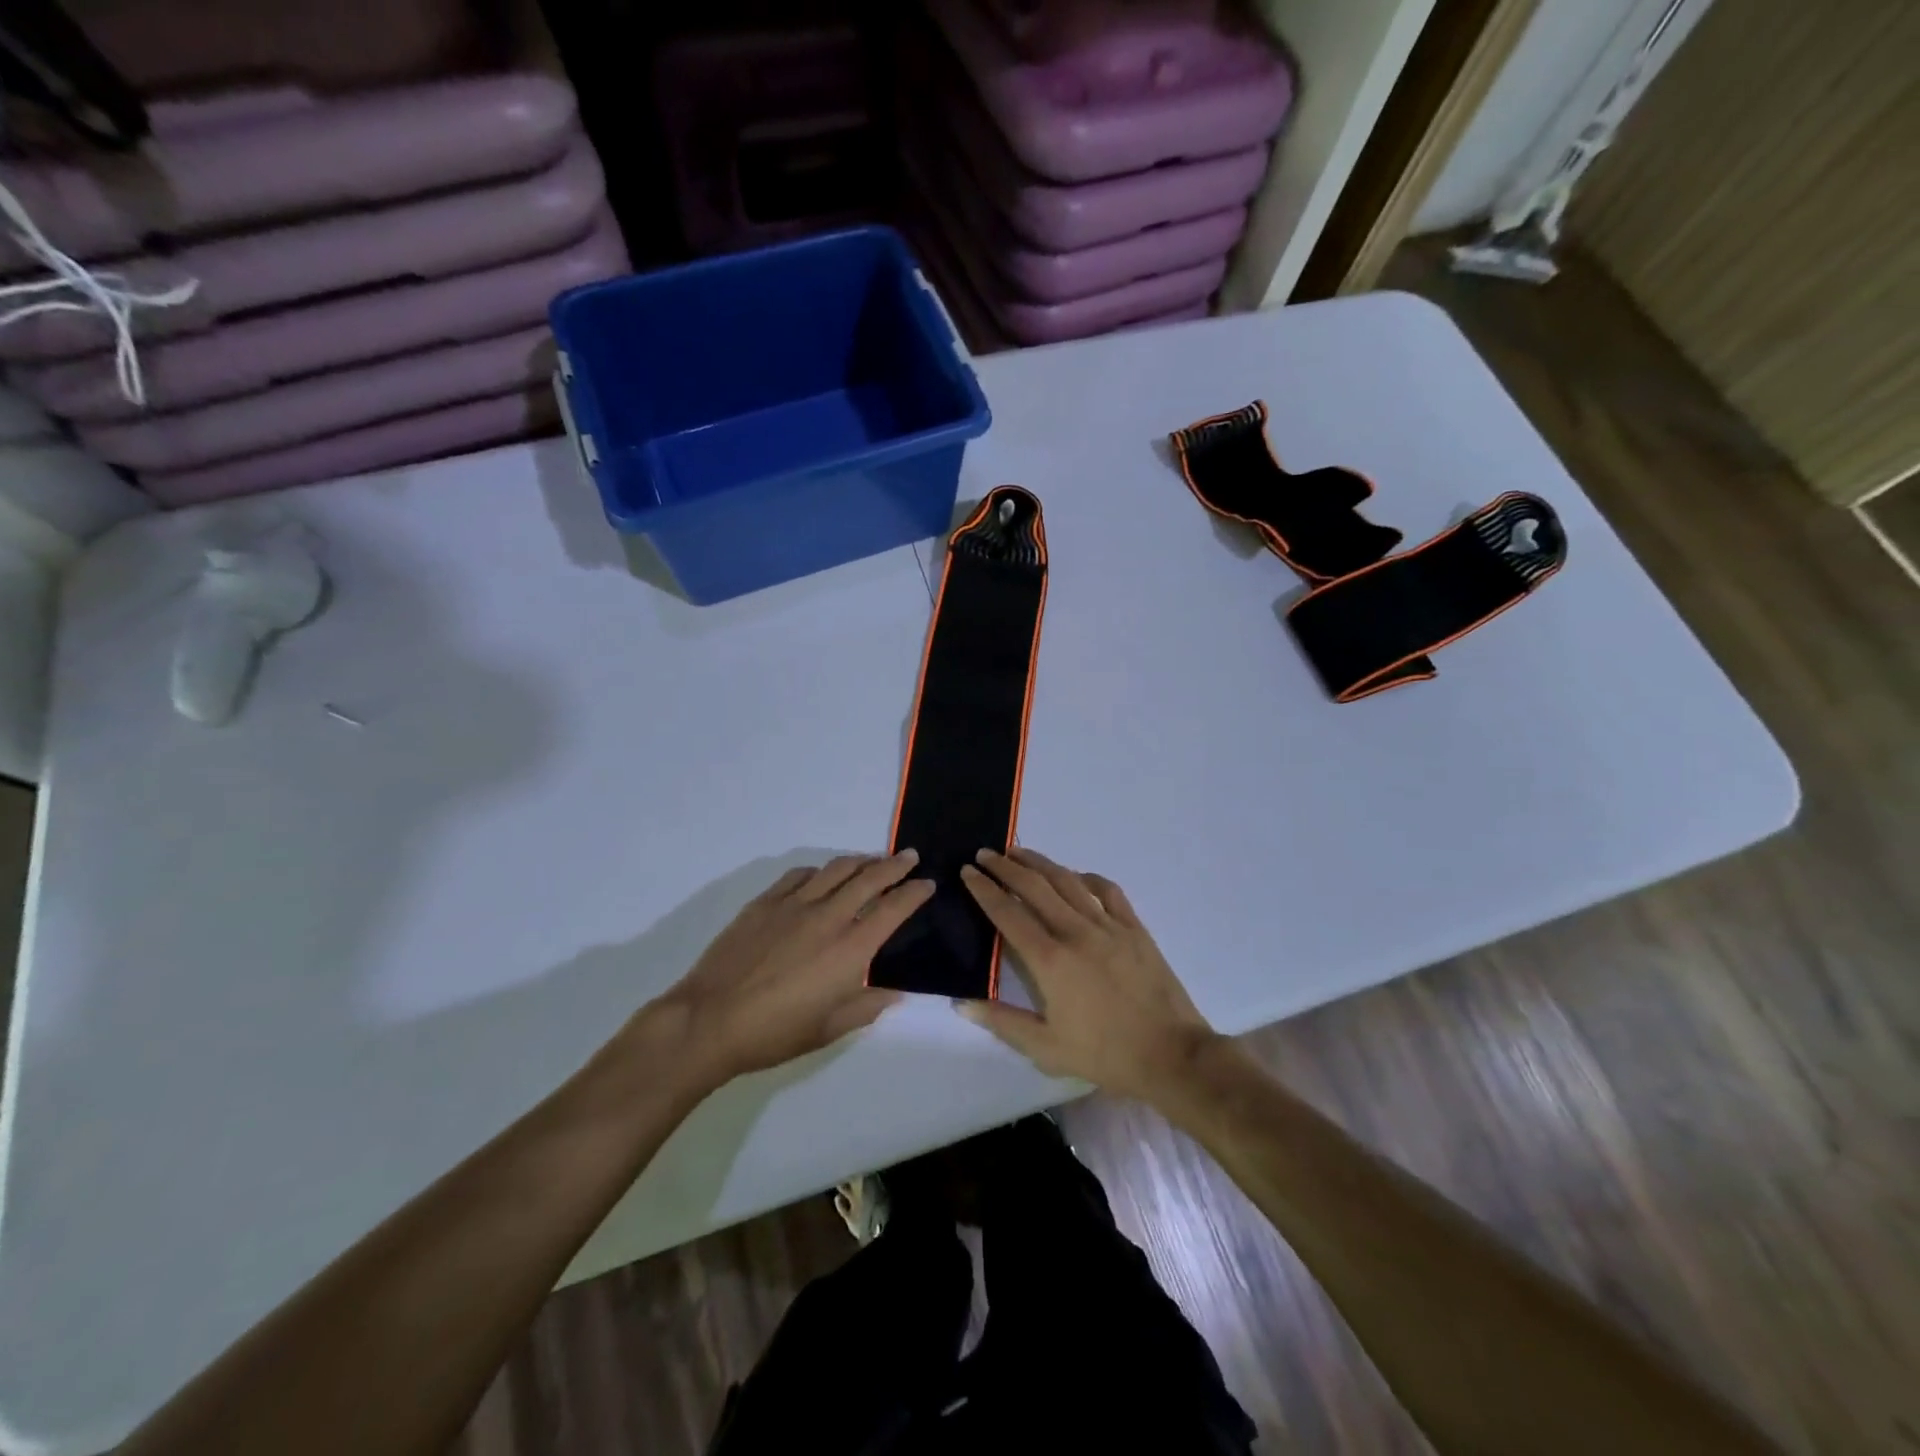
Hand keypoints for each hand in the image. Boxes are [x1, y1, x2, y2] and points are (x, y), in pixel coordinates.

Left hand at [652, 852, 932, 1086]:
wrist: (710, 1020)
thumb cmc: (775, 1032)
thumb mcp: (830, 1029)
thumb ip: (867, 1006)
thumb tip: (895, 992)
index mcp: (850, 949)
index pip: (894, 908)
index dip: (915, 893)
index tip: (927, 884)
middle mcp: (828, 917)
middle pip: (869, 878)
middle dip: (895, 865)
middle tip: (909, 857)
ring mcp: (794, 904)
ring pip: (836, 869)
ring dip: (860, 861)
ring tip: (871, 861)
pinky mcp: (765, 902)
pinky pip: (800, 875)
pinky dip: (820, 871)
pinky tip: (822, 876)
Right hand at [958, 847, 1218, 1101]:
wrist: (1171, 1055)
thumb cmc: (1104, 1054)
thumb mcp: (1045, 1047)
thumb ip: (1001, 1021)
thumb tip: (961, 1003)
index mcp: (1050, 960)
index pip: (1008, 913)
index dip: (984, 889)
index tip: (967, 871)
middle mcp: (1076, 932)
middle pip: (1035, 887)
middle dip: (1006, 867)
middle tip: (985, 854)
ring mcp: (1108, 926)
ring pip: (1068, 881)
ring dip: (1040, 863)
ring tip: (1019, 851)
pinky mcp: (1134, 928)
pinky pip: (1107, 891)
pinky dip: (1087, 877)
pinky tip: (1076, 875)